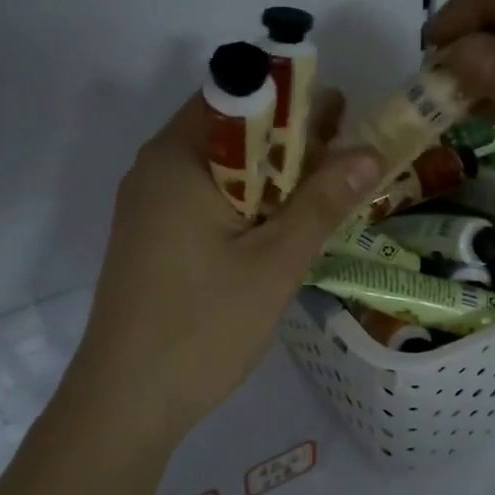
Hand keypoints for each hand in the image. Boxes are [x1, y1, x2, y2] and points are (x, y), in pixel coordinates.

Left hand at [69, 89, 380, 439]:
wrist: (126, 401)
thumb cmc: (203, 326)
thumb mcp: (275, 262)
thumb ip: (322, 201)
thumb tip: (369, 151)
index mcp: (178, 157)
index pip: (238, 94)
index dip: (292, 98)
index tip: (340, 113)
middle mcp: (155, 168)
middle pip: (230, 129)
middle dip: (289, 136)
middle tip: (347, 151)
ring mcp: (148, 205)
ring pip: (220, 167)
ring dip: (272, 172)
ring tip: (327, 186)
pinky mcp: (152, 237)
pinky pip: (205, 198)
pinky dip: (247, 200)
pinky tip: (282, 223)